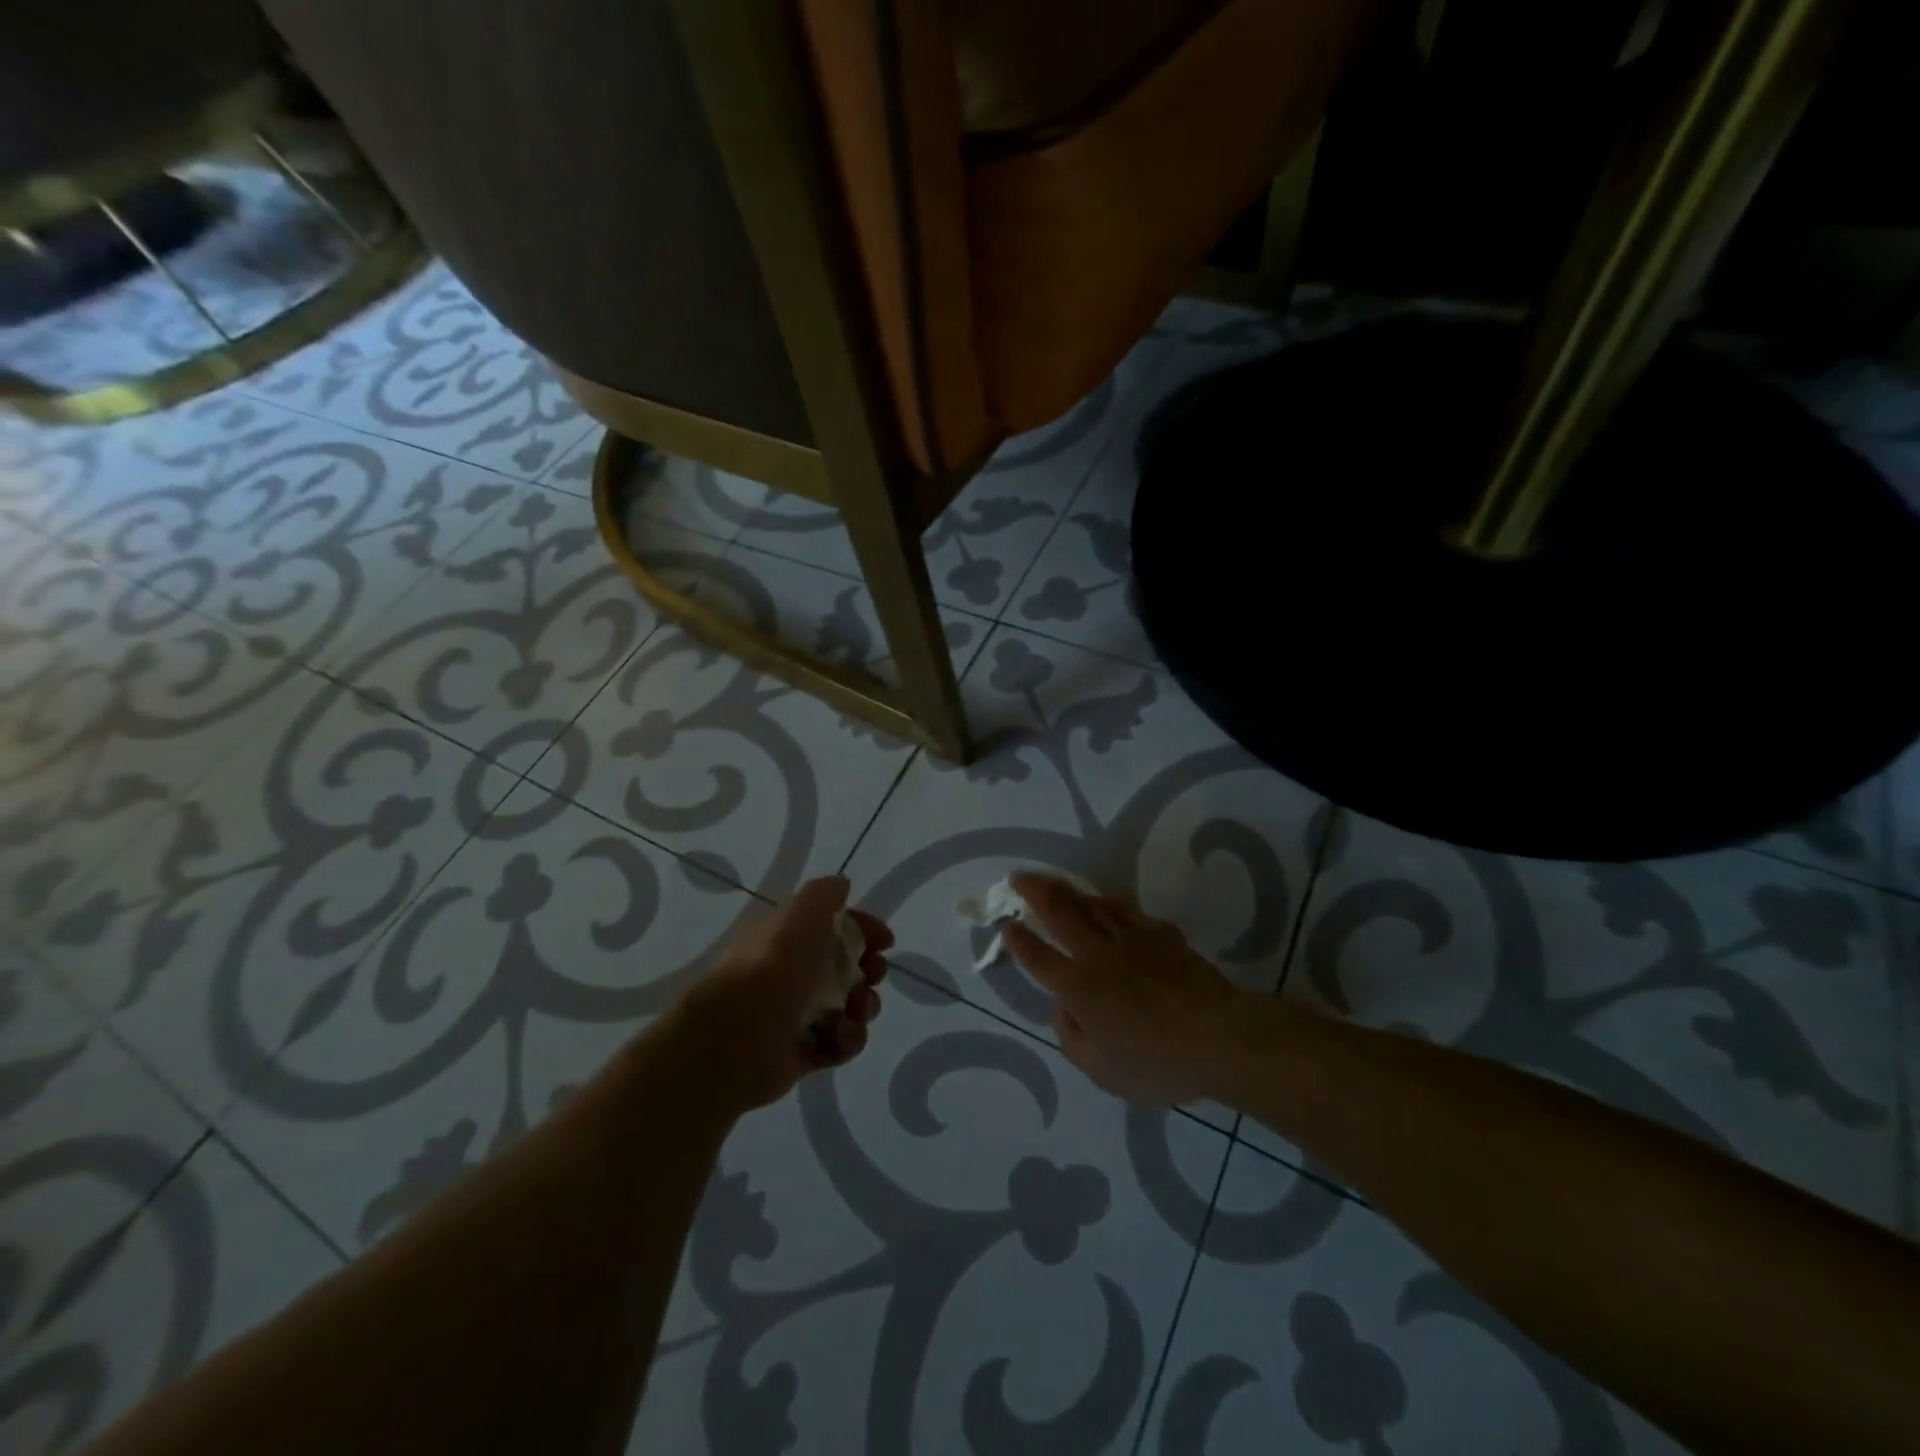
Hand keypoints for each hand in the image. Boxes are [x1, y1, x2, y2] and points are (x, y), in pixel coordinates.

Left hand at [674, 876, 891, 1111]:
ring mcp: (797, 1016)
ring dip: (864, 1007)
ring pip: (850, 1007)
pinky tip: (840, 1035)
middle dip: (870, 970)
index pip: (836, 928)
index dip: (865, 931)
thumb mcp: (803, 911)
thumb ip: (825, 893)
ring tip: (855, 1010)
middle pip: (849, 969)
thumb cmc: (777, 963)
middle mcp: (793, 974)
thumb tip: (842, 886)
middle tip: (872, 975)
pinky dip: (848, 1039)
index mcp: (790, 939)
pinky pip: (840, 1044)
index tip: (885, 941)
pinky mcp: (802, 1054)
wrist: (741, 1032)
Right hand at [1003, 873, 1244, 1105]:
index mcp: (1079, 988)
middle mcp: (1098, 954)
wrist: (1220, 1037)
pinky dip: (1108, 902)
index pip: (1038, 956)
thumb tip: (1063, 1007)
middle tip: (1018, 877)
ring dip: (1067, 890)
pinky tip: (1105, 901)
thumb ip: (1071, 1037)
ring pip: (1091, 904)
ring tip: (1053, 883)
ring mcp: (1131, 938)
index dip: (1018, 940)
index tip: (1006, 925)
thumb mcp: (1102, 1071)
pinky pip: (1126, 910)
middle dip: (1034, 891)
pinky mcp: (1160, 933)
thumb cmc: (1158, 1063)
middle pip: (1059, 912)